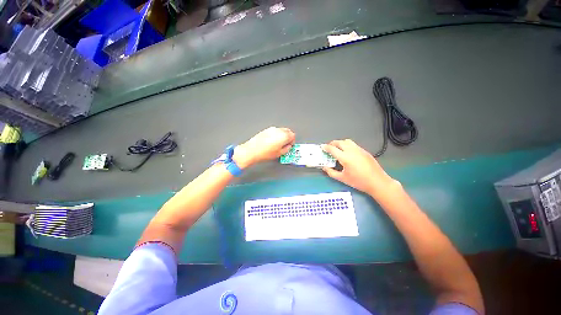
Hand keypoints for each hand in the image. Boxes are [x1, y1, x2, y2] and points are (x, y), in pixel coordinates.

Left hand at [234, 127, 295, 168]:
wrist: (252, 151)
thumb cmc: (264, 153)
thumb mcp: (279, 154)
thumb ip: (287, 149)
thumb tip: (288, 146)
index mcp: (284, 136)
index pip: (293, 135)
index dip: (292, 141)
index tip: (290, 145)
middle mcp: (278, 130)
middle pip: (288, 131)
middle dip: (288, 137)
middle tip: (285, 144)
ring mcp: (272, 129)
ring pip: (281, 130)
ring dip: (282, 135)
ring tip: (278, 144)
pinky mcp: (266, 130)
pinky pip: (275, 131)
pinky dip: (276, 135)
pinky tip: (272, 142)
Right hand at [321, 139, 397, 196]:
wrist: (377, 182)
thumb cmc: (359, 181)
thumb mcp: (342, 178)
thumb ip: (331, 172)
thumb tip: (324, 167)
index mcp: (345, 157)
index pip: (332, 149)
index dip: (326, 147)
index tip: (321, 147)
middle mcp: (352, 151)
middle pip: (340, 142)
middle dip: (332, 143)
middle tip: (329, 147)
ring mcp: (359, 150)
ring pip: (348, 141)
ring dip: (340, 143)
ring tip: (338, 149)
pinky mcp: (365, 151)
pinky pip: (354, 145)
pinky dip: (347, 145)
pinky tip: (348, 153)